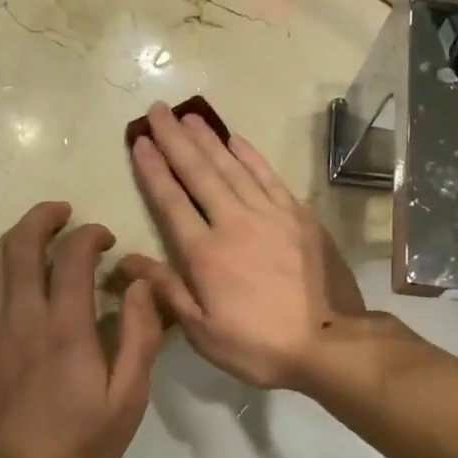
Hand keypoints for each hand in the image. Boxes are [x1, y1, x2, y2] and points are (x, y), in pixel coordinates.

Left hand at [0, 201, 162, 457]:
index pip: (72, 256)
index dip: (89, 235)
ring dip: (14, 236)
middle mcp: (22, 318)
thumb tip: (140, 285)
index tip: (105, 239)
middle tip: (63, 212)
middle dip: (43, 218)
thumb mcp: (129, 397)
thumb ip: (139, 337)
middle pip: (22, 245)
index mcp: (65, 328)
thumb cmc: (82, 440)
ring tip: (34, 232)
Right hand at [118, 103, 363, 389]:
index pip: (171, 201)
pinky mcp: (298, 215)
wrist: (329, 343)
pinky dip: (250, 154)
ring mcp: (270, 214)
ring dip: (208, 139)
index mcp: (205, 253)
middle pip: (199, 173)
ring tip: (188, 116)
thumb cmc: (259, 346)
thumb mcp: (203, 332)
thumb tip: (128, 260)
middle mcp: (233, 222)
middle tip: (157, 111)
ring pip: (232, 167)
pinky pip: (268, 175)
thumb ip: (167, 290)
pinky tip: (235, 139)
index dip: (153, 170)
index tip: (140, 142)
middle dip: (174, 140)